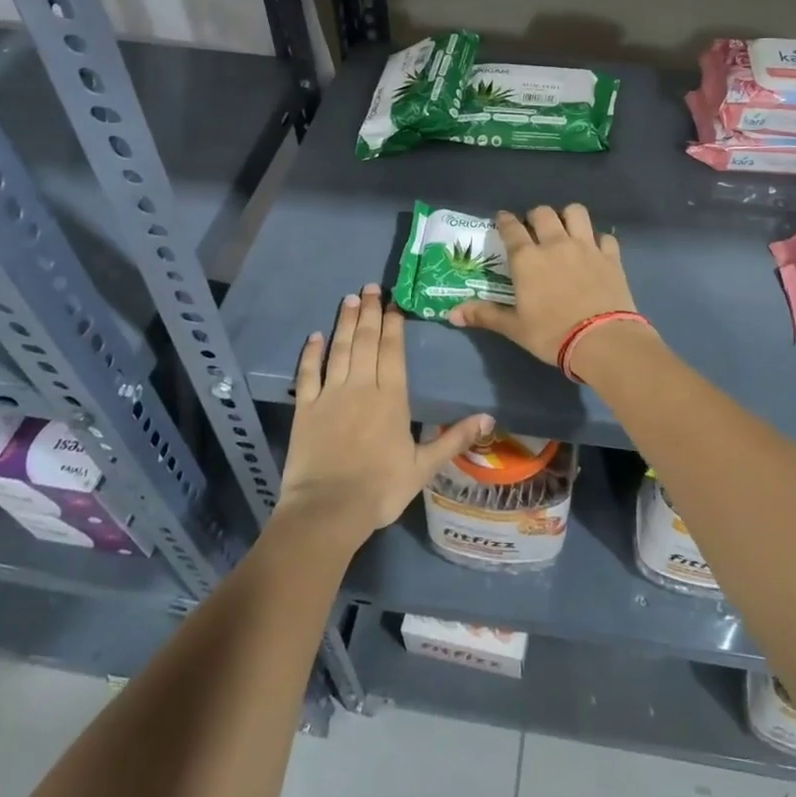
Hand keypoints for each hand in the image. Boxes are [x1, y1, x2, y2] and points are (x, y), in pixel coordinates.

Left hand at [277, 284, 490, 548]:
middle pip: (366, 341)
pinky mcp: (305, 407)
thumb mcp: (423, 467)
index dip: (393, 324)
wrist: (328, 509)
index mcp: (391, 398)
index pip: (392, 351)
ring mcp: (331, 394)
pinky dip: (311, 353)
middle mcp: (361, 386)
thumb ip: (454, 438)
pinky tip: (315, 337)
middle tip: (370, 287)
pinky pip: (308, 373)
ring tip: (349, 299)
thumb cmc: (380, 488)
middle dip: (369, 312)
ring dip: (344, 322)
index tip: (394, 302)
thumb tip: (489, 418)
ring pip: (339, 349)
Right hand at [448, 205, 647, 367]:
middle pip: (543, 213)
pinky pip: (605, 236)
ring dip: (568, 216)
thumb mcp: (515, 328)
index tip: (502, 219)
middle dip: (535, 216)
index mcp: (527, 259)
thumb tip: (451, 314)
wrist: (602, 340)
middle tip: (534, 229)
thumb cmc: (551, 334)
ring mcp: (586, 247)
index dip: (505, 220)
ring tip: (565, 230)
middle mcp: (555, 244)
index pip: (511, 229)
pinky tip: (595, 250)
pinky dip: (598, 239)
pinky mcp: (611, 256)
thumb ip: (485, 315)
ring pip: (576, 212)